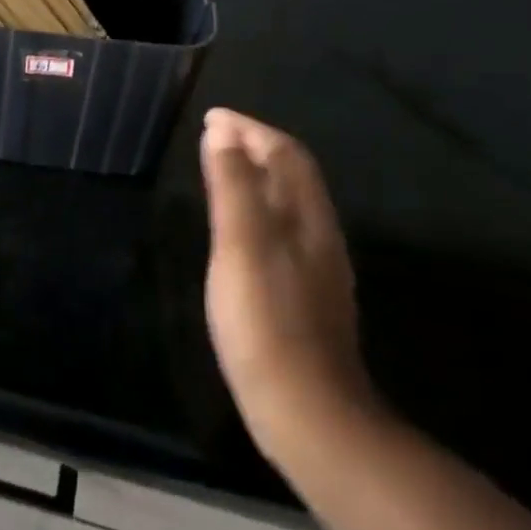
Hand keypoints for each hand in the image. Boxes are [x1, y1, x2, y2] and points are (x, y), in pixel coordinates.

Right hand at [201, 108, 376, 466]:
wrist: (308, 413)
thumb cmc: (266, 322)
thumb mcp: (241, 246)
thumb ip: (233, 187)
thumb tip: (223, 133)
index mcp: (307, 219)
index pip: (284, 155)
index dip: (250, 129)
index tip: (212, 116)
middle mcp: (318, 236)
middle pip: (292, 176)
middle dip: (254, 147)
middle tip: (213, 136)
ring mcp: (316, 269)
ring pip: (288, 204)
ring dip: (256, 176)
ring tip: (220, 169)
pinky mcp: (304, 296)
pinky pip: (281, 230)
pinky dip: (256, 208)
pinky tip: (237, 227)